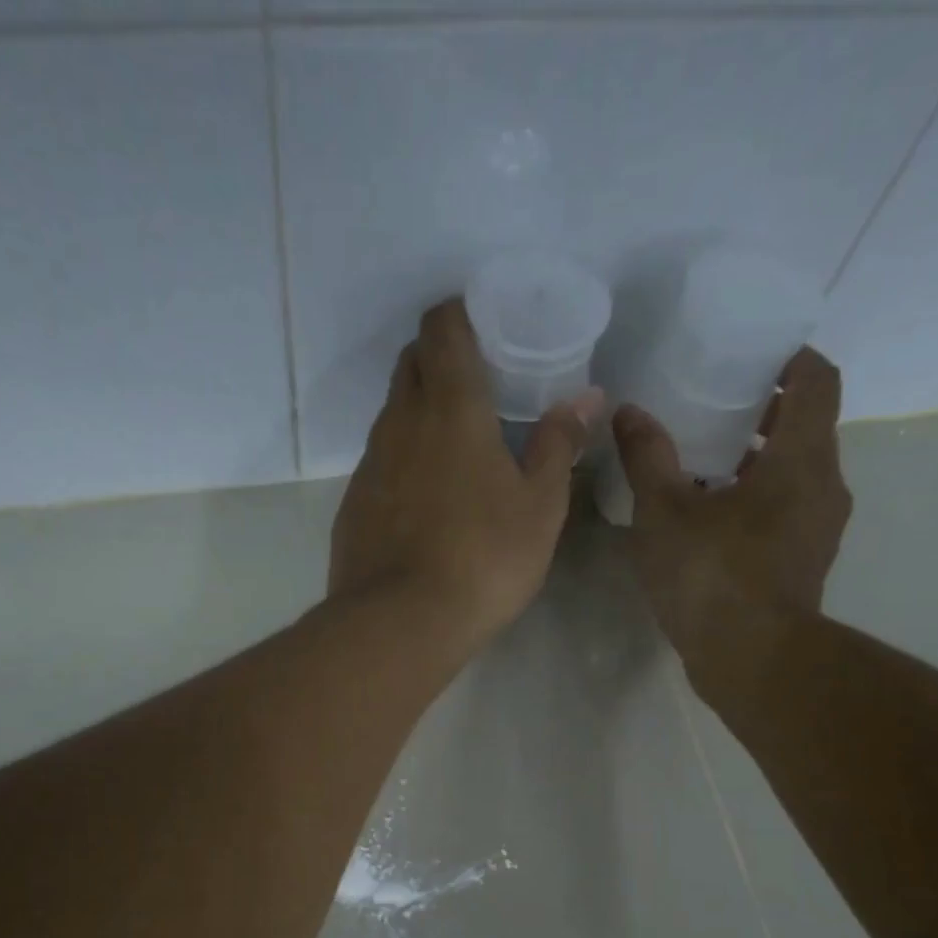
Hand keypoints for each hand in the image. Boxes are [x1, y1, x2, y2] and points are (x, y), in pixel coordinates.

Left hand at [330, 299, 601, 650]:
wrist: (399, 622)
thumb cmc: (483, 559)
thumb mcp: (540, 507)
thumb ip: (558, 445)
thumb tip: (585, 397)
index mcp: (452, 407)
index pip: (443, 327)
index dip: (461, 315)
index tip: (486, 328)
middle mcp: (401, 423)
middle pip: (412, 363)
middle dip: (440, 359)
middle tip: (478, 386)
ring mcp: (369, 465)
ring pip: (392, 415)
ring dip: (420, 414)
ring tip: (455, 447)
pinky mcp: (352, 505)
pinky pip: (379, 463)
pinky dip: (402, 462)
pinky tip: (425, 500)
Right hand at [612, 346, 849, 670]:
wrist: (751, 659)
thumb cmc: (711, 575)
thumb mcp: (664, 512)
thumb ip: (648, 457)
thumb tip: (628, 412)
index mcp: (801, 458)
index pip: (817, 381)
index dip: (791, 359)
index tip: (754, 356)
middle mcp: (824, 485)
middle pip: (806, 428)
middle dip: (764, 412)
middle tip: (712, 407)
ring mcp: (819, 529)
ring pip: (795, 474)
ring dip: (758, 461)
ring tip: (703, 464)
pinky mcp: (804, 564)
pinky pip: (786, 512)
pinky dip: (756, 501)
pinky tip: (710, 519)